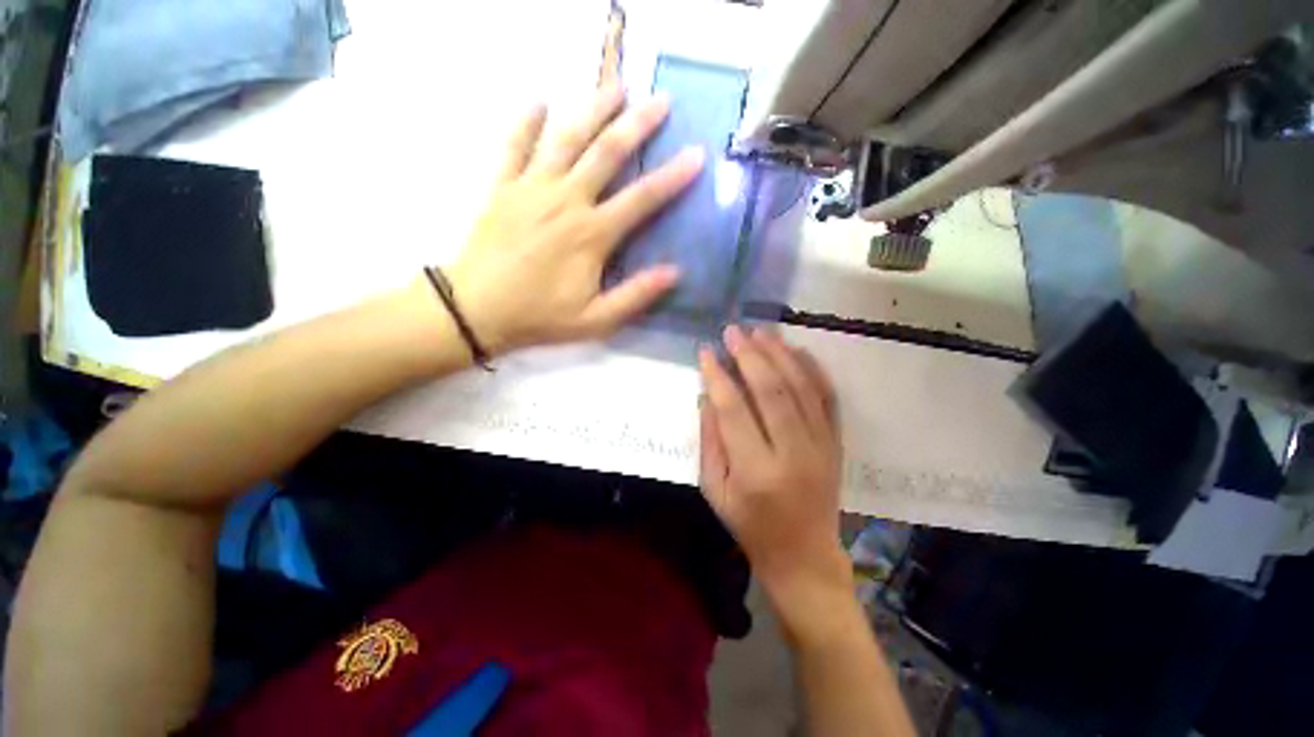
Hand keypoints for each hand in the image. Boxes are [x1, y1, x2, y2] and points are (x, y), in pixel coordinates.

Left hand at [444, 85, 703, 354]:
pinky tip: (539, 101)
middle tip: (661, 100)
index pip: (641, 199)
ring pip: (566, 137)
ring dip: (592, 109)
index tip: (697, 155)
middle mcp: (566, 200)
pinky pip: (515, 145)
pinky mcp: (503, 187)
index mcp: (591, 234)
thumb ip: (636, 295)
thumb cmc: (540, 317)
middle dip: (638, 124)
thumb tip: (675, 272)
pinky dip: (526, 121)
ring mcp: (531, 188)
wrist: (476, 311)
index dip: (672, 177)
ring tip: (615, 86)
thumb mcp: (596, 320)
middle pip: (607, 153)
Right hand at [699, 326, 852, 631]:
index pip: (733, 410)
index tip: (705, 352)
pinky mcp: (836, 442)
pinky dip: (813, 369)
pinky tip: (796, 350)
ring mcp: (821, 445)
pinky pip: (827, 397)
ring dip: (779, 354)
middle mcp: (792, 453)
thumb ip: (709, 441)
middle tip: (733, 331)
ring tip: (760, 332)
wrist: (804, 554)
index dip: (718, 376)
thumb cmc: (750, 525)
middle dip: (749, 355)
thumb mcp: (715, 490)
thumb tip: (707, 395)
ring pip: (801, 387)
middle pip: (771, 390)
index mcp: (755, 472)